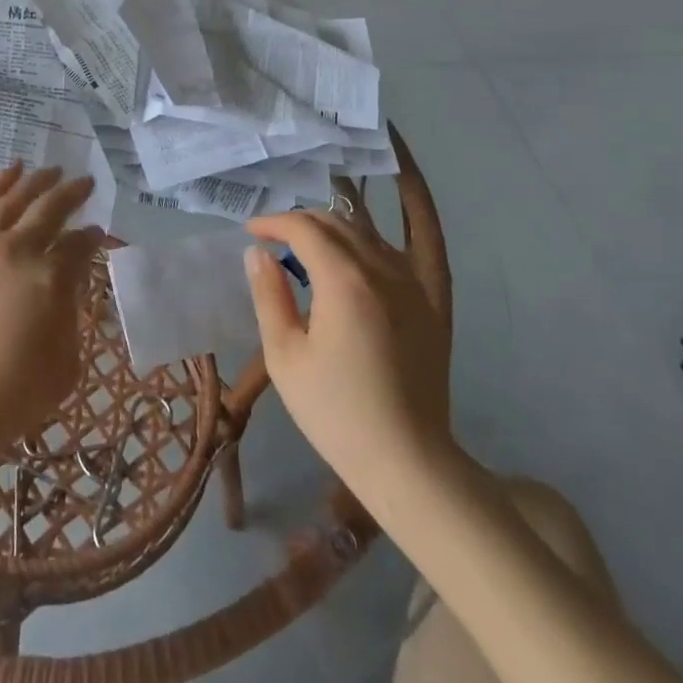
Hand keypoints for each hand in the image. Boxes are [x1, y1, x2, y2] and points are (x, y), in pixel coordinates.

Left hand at [0, 163, 103, 460]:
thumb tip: (69, 285)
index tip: (98, 233)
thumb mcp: (64, 365)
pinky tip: (11, 173)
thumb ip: (73, 315)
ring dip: (37, 180)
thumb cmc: (9, 396)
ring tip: (52, 169)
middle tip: (86, 182)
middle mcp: (17, 248)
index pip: (80, 244)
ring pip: (14, 196)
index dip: (93, 237)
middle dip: (73, 192)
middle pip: (51, 207)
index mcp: (51, 277)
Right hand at [243, 207, 457, 508]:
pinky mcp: (431, 303)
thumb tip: (259, 253)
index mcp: (344, 280)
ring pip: (367, 233)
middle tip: (273, 240)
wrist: (407, 461)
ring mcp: (412, 284)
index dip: (273, 222)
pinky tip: (358, 258)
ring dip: (333, 230)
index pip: (304, 228)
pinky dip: (372, 243)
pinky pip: (401, 253)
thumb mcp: (285, 356)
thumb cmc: (335, 412)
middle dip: (300, 222)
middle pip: (337, 223)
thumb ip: (269, 296)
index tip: (251, 233)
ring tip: (308, 249)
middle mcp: (382, 270)